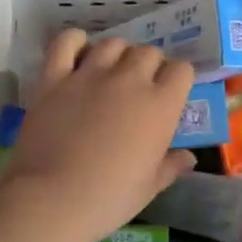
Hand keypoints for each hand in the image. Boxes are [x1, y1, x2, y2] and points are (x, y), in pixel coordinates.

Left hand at [0, 29, 196, 241]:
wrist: (52, 199)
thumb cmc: (109, 199)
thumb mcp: (149, 187)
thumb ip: (171, 166)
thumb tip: (189, 158)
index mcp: (160, 105)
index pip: (182, 70)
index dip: (177, 79)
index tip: (170, 94)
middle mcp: (130, 80)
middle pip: (148, 52)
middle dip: (149, 65)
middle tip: (139, 87)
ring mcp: (90, 74)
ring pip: (113, 43)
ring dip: (117, 54)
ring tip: (111, 71)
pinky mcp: (55, 78)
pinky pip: (66, 42)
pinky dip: (74, 41)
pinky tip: (78, 53)